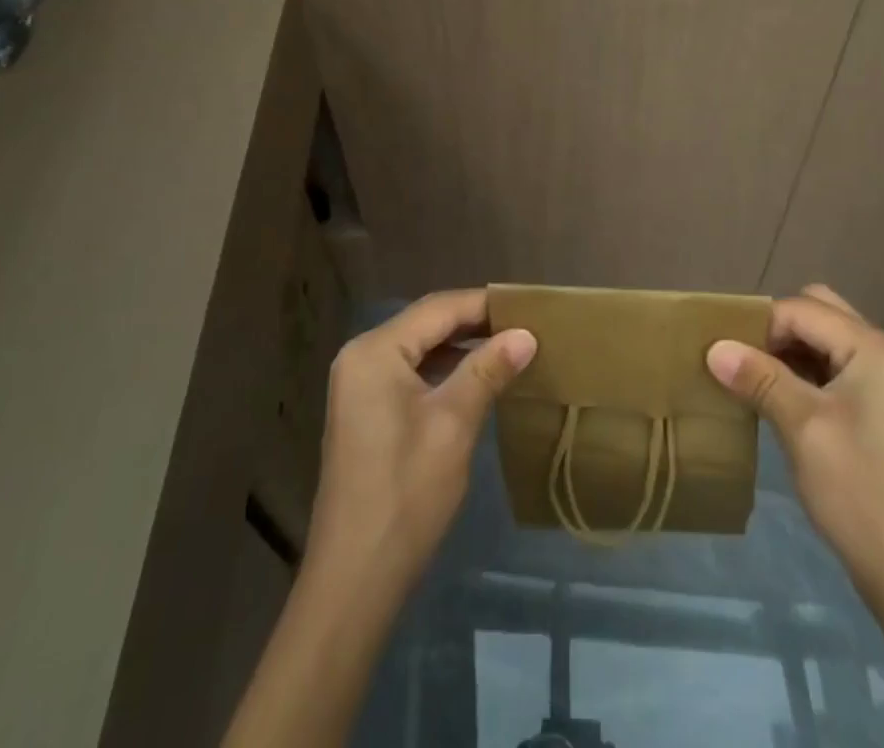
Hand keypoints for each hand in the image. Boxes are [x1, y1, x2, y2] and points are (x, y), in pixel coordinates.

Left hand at [307, 289, 536, 596]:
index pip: (438, 309)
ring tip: (511, 347)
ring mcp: (360, 385)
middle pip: (427, 324)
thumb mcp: (453, 424)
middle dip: (476, 323)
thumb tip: (526, 334)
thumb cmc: (405, 493)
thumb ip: (487, 370)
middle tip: (526, 325)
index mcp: (375, 351)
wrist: (354, 579)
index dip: (485, 304)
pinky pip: (411, 373)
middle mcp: (361, 356)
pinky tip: (478, 379)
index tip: (529, 305)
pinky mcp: (366, 411)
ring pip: (421, 348)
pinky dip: (445, 370)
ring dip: (462, 347)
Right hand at [707, 284, 883, 585]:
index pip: (803, 310)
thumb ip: (759, 378)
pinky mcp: (881, 404)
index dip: (759, 325)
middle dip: (775, 330)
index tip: (722, 352)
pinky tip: (777, 398)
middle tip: (742, 361)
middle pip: (818, 313)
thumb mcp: (803, 428)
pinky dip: (804, 373)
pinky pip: (834, 366)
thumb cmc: (859, 492)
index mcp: (876, 347)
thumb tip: (713, 347)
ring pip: (824, 339)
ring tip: (752, 379)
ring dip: (788, 352)